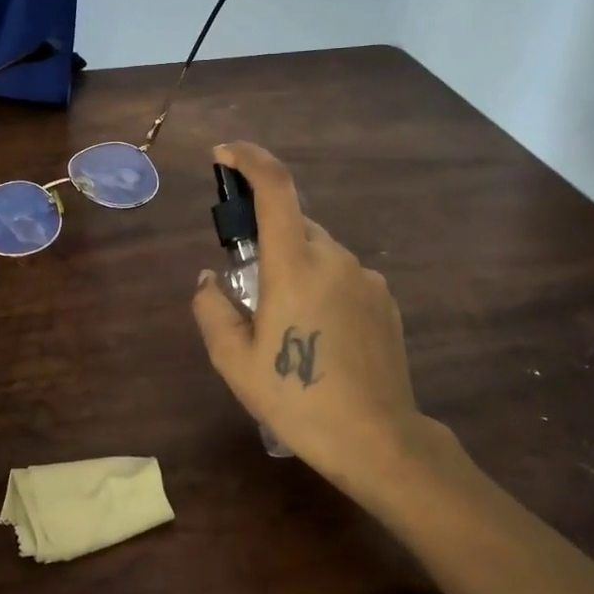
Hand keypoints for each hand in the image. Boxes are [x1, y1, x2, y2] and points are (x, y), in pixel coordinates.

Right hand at [191, 143, 449, 501]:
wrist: (378, 439)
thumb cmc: (297, 399)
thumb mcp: (234, 361)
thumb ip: (212, 309)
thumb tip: (209, 279)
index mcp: (295, 266)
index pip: (276, 188)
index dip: (249, 159)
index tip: (224, 154)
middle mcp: (334, 258)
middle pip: (294, 223)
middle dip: (265, 238)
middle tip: (248, 287)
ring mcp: (365, 278)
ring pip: (318, 252)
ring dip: (294, 267)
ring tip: (286, 324)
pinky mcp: (384, 300)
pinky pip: (342, 276)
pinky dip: (322, 287)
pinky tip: (319, 335)